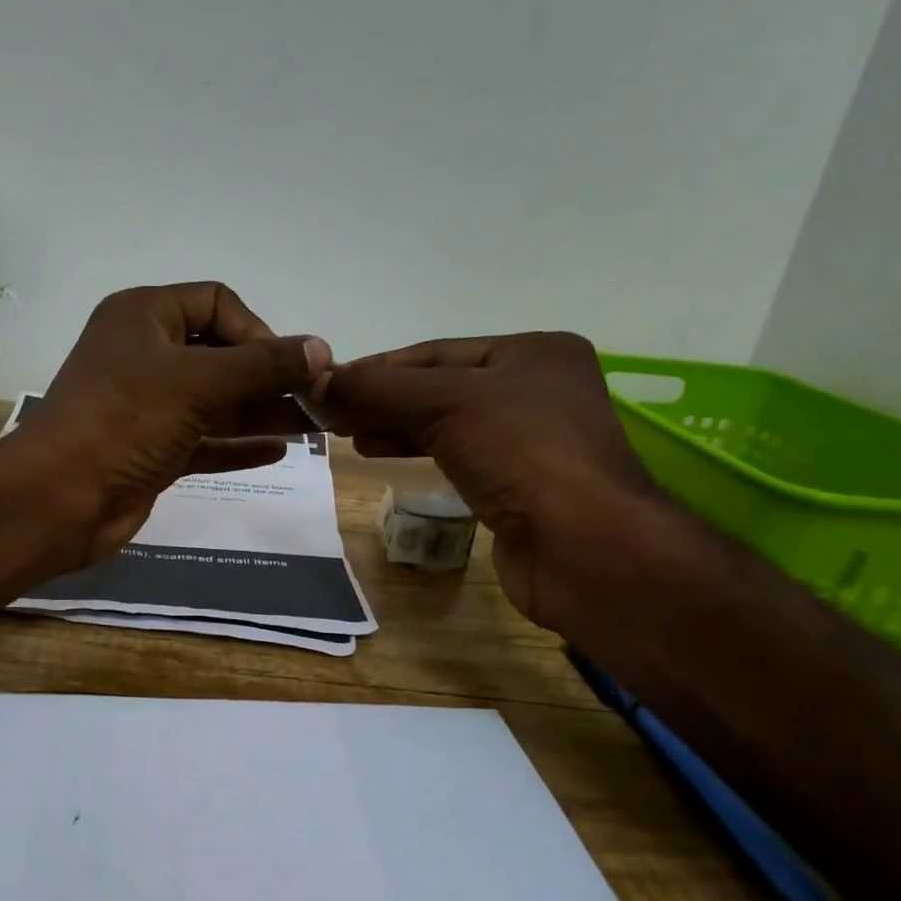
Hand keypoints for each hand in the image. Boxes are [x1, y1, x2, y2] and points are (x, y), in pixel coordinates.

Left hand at [21, 283, 331, 563]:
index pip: (216, 303)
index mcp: (144, 316)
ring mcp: (147, 407)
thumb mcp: (199, 382)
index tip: (287, 366)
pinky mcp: (151, 451)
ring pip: (215, 402)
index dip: (257, 329)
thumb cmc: (126, 421)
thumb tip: (321, 349)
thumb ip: (264, 366)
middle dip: (268, 375)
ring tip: (313, 424)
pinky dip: (236, 444)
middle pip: (220, 355)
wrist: (60, 498)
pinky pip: (203, 441)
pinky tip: (278, 451)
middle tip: (316, 397)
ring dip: (261, 411)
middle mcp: (145, 355)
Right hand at [321, 333, 659, 626]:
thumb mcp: (448, 404)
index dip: (379, 368)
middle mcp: (536, 389)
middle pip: (440, 387)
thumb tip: (318, 379)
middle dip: (384, 399)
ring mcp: (529, 441)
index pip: (438, 352)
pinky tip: (382, 453)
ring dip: (395, 426)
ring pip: (447, 423)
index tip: (328, 383)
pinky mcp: (517, 485)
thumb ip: (381, 388)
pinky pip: (457, 456)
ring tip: (349, 434)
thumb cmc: (522, 454)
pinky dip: (417, 452)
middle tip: (331, 413)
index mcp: (534, 353)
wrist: (583, 547)